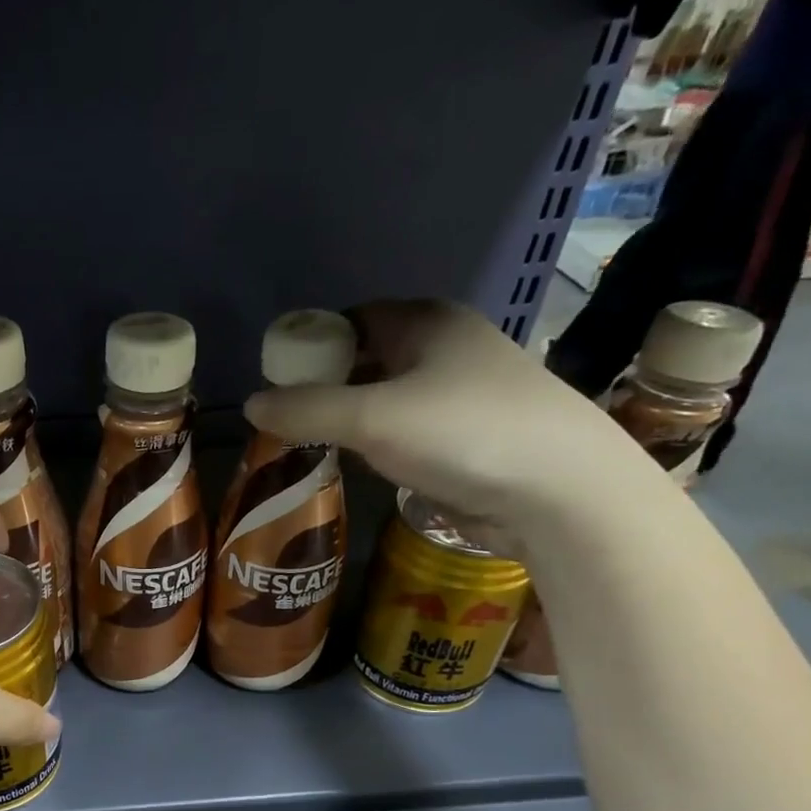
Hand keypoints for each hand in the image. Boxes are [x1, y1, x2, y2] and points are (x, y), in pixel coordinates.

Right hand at [242, 298, 655, 532]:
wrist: (559, 491)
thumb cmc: (463, 432)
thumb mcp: (372, 417)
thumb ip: (306, 409)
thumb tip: (251, 403)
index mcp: (427, 322)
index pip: (353, 319)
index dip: (312, 343)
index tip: (277, 377)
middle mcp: (446, 349)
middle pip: (368, 358)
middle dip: (326, 384)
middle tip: (284, 416)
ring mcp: (461, 395)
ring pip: (387, 398)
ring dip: (350, 417)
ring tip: (309, 442)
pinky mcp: (468, 438)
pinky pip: (406, 431)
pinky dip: (377, 442)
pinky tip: (357, 463)